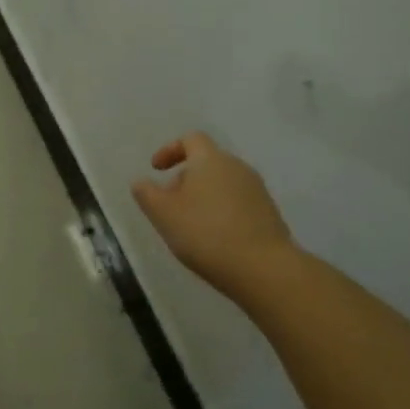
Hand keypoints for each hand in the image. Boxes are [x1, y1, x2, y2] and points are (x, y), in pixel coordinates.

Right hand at [132, 133, 294, 299]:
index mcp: (210, 160)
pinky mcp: (269, 213)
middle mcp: (237, 167)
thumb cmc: (206, 233)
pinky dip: (221, 211)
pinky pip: (238, 202)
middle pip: (207, 162)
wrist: (264, 269)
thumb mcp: (163, 214)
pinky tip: (214, 238)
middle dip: (185, 178)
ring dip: (203, 196)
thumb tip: (140, 182)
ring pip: (223, 183)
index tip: (156, 169)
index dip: (170, 150)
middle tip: (170, 204)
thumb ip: (146, 194)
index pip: (190, 139)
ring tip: (190, 225)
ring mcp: (257, 190)